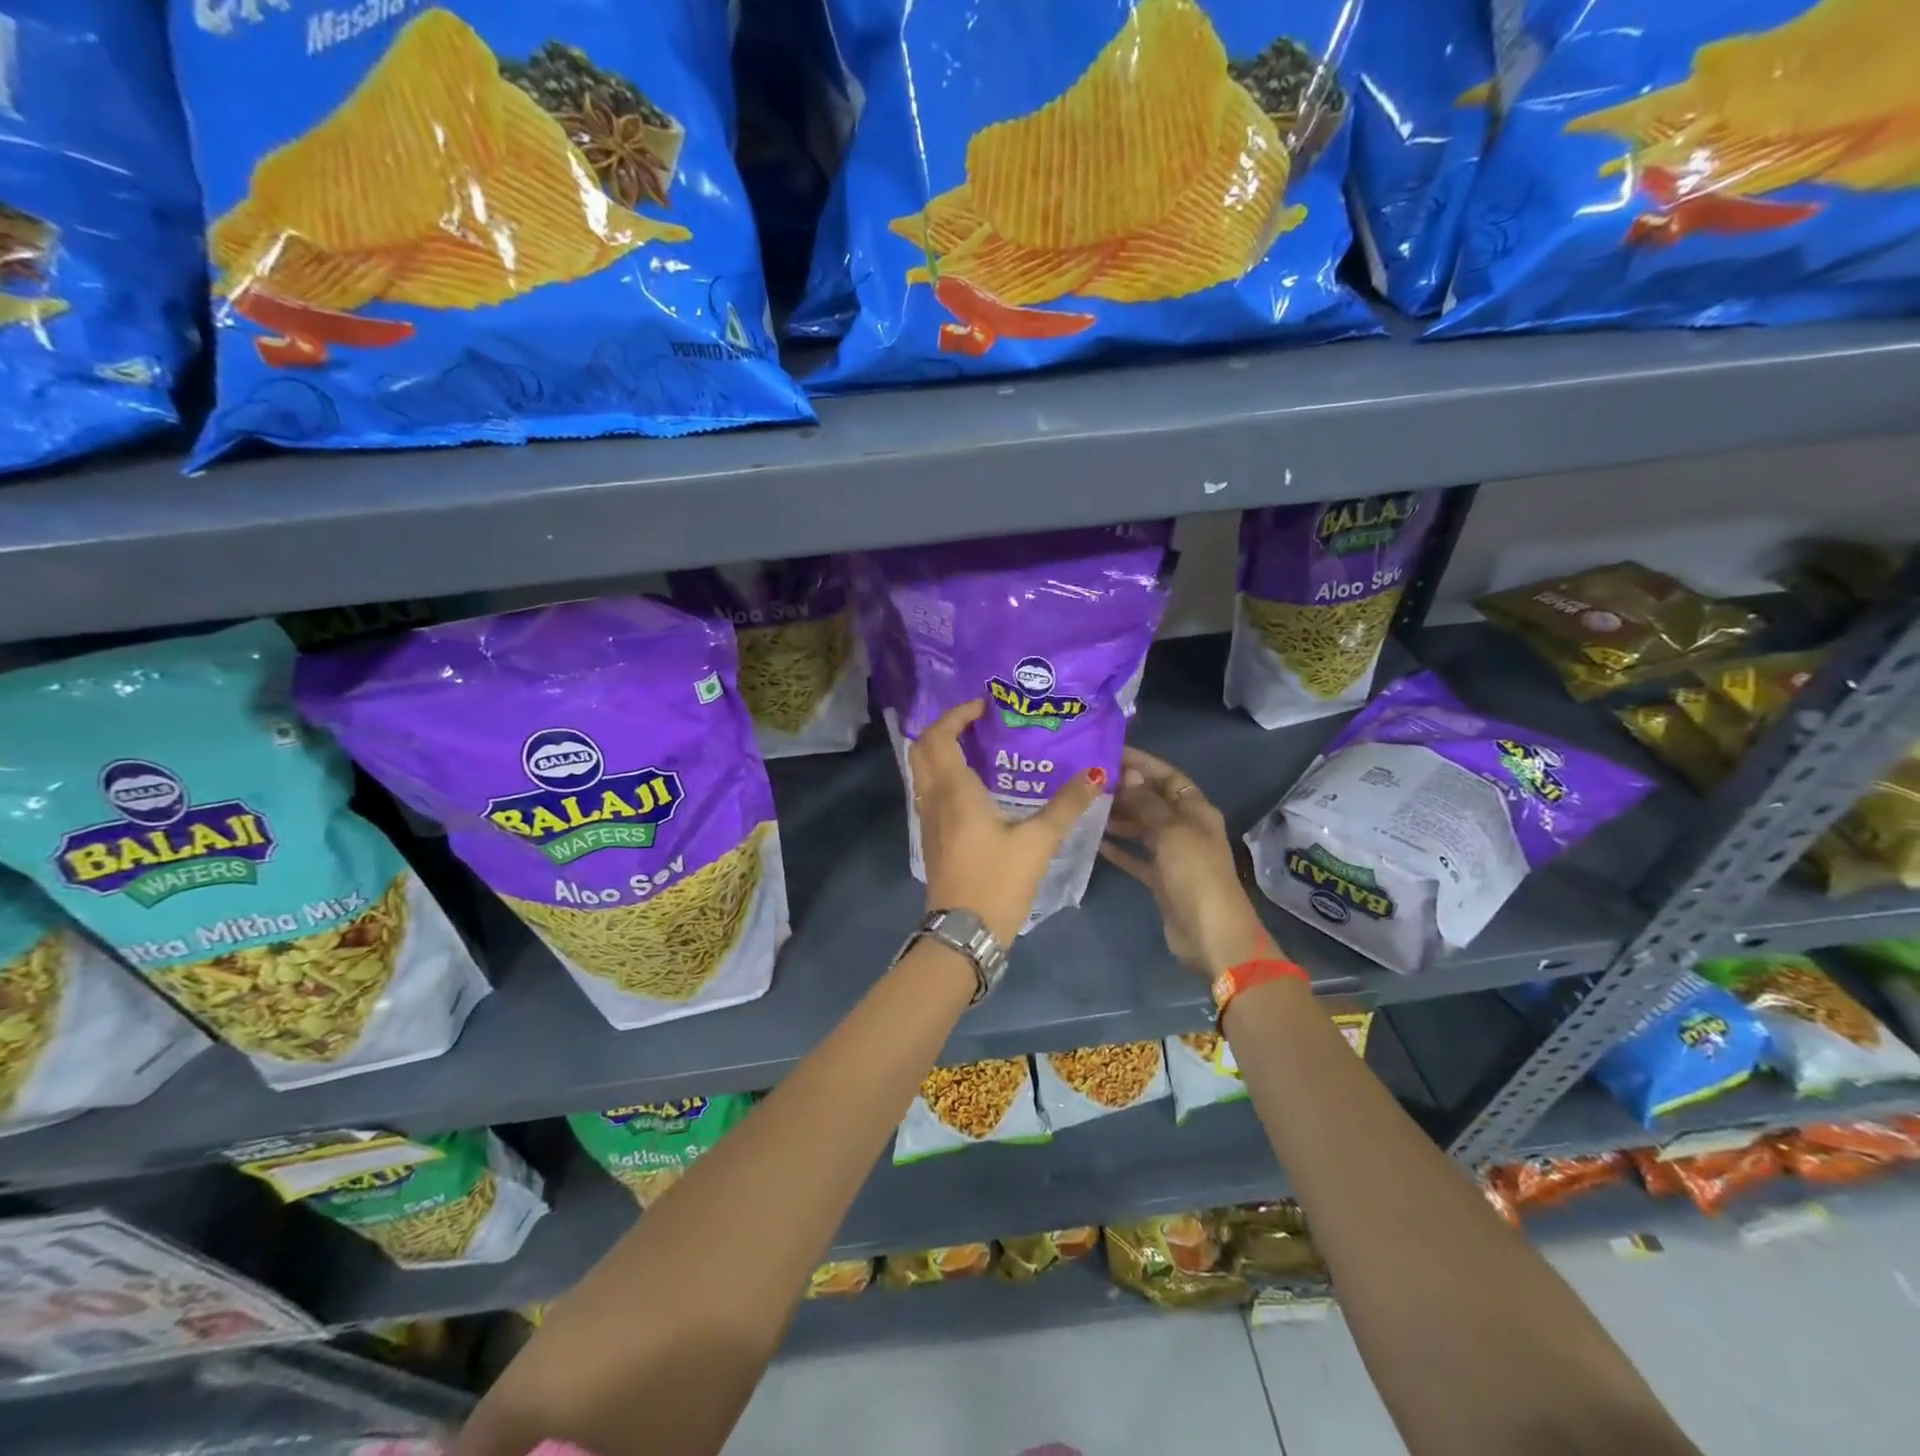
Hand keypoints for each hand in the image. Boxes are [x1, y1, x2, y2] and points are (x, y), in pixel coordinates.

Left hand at [911, 699, 1105, 943]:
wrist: (964, 933)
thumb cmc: (997, 881)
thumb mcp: (1038, 842)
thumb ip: (1066, 805)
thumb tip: (1097, 773)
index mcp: (953, 790)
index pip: (939, 736)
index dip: (956, 715)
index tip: (984, 707)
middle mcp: (933, 798)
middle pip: (922, 749)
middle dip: (944, 728)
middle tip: (977, 724)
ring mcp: (927, 819)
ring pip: (922, 771)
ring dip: (941, 751)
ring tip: (979, 748)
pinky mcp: (931, 838)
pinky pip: (929, 792)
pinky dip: (944, 775)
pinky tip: (975, 787)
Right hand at [1099, 746, 1276, 978]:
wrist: (1210, 934)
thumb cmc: (1195, 874)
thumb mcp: (1171, 832)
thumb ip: (1147, 803)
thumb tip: (1129, 774)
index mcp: (1196, 810)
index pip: (1168, 776)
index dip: (1142, 763)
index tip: (1110, 752)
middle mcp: (1186, 828)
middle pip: (1153, 800)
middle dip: (1126, 789)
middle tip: (1089, 780)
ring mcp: (1173, 854)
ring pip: (1142, 827)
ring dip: (1118, 817)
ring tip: (1086, 807)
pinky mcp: (1161, 879)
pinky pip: (1136, 856)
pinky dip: (1118, 848)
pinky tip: (1093, 841)